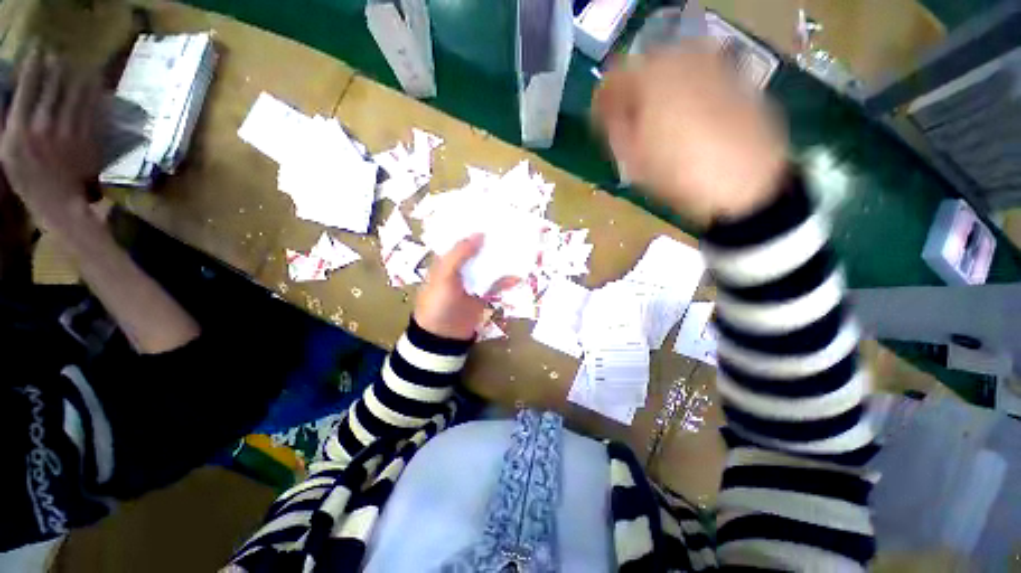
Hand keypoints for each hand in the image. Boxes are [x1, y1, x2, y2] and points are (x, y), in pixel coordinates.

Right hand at [0, 48, 102, 227]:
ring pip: (77, 94)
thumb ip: (5, 123)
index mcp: (20, 128)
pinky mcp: (87, 140)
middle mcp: (44, 125)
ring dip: (79, 76)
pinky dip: (94, 95)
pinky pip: (92, 112)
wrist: (59, 202)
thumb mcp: (5, 151)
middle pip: (54, 85)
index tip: (38, 49)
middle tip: (60, 54)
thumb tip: (8, 94)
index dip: (34, 63)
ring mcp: (68, 132)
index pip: (28, 85)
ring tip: (82, 64)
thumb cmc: (26, 179)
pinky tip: (96, 85)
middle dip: (57, 66)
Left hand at [414, 234, 517, 340]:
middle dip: (492, 242)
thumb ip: (459, 254)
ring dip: (502, 259)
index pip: (460, 238)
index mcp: (447, 260)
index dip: (473, 227)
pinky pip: (496, 284)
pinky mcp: (483, 294)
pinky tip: (518, 277)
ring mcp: (473, 281)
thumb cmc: (438, 303)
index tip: (491, 215)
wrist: (444, 335)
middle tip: (511, 229)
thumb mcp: (444, 275)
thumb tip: (479, 234)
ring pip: (489, 266)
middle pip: (478, 251)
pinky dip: (507, 281)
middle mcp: (461, 268)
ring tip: (519, 247)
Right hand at [593, 43, 787, 226]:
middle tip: (632, 122)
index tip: (603, 122)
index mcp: (650, 78)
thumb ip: (614, 128)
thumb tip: (608, 111)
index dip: (604, 103)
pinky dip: (685, 91)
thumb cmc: (678, 173)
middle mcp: (682, 59)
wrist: (744, 181)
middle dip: (633, 93)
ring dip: (659, 91)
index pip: (613, 79)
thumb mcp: (632, 159)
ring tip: (660, 122)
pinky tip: (689, 119)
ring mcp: (712, 64)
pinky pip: (698, 76)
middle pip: (644, 67)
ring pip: (672, 68)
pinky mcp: (735, 76)